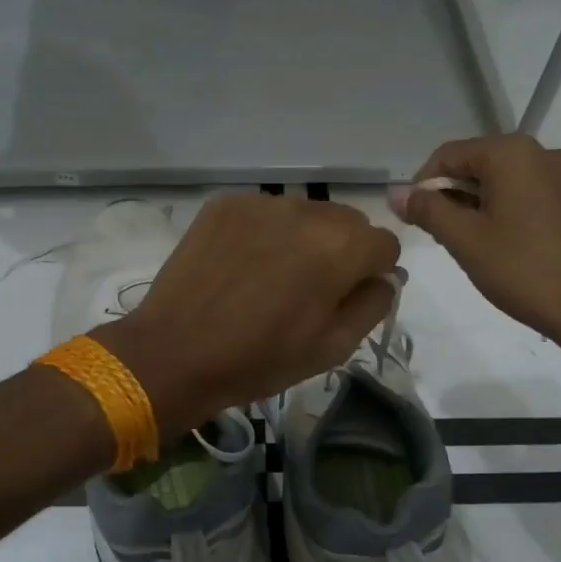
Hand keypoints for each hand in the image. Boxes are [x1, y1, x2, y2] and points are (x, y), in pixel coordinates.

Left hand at [94, 193, 399, 435]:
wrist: (174, 352)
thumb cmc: (259, 359)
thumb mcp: (332, 347)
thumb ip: (373, 304)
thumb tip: (386, 277)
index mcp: (340, 248)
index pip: (385, 243)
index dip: (373, 272)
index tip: (348, 296)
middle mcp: (306, 212)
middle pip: (348, 221)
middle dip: (342, 250)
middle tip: (310, 288)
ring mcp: (261, 202)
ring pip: (307, 213)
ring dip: (304, 238)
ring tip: (272, 275)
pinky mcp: (226, 203)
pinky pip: (266, 211)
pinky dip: (266, 232)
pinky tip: (243, 263)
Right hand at [391, 134, 560, 359]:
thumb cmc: (523, 270)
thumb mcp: (464, 239)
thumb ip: (427, 209)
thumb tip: (395, 193)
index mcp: (511, 152)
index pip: (448, 155)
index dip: (422, 185)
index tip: (416, 221)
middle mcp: (541, 152)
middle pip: (477, 164)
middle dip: (451, 196)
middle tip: (442, 238)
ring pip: (502, 181)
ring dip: (477, 206)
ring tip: (471, 246)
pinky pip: (527, 193)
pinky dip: (505, 211)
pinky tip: (503, 246)